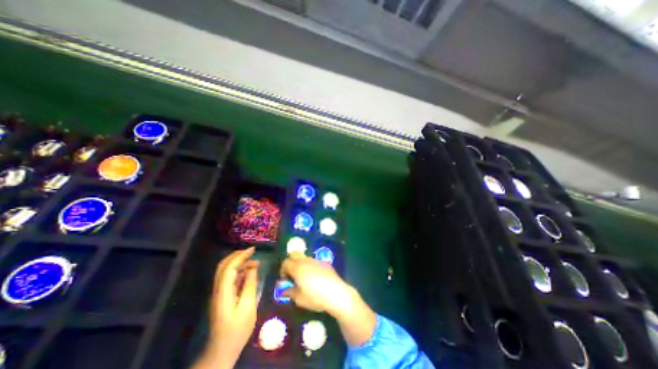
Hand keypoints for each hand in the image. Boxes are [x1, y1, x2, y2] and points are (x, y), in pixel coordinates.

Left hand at [193, 248, 257, 367]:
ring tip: (255, 262)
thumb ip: (250, 284)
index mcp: (223, 292)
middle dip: (237, 256)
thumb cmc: (237, 329)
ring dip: (239, 263)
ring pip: (226, 271)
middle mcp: (218, 290)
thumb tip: (253, 267)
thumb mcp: (248, 306)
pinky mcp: (223, 296)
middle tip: (252, 251)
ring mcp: (219, 293)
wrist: (223, 349)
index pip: (229, 268)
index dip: (240, 256)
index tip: (253, 249)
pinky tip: (249, 272)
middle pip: (223, 266)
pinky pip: (230, 278)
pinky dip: (239, 271)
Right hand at [280, 254, 376, 344]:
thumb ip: (290, 292)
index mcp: (297, 268)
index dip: (283, 270)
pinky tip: (314, 277)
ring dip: (300, 264)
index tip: (285, 280)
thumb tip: (284, 289)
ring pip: (304, 257)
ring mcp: (316, 260)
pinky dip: (310, 266)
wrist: (336, 293)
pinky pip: (313, 261)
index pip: (285, 262)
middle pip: (294, 254)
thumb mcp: (299, 299)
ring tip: (303, 276)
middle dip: (290, 262)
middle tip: (291, 274)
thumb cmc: (315, 297)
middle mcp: (306, 260)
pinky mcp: (324, 263)